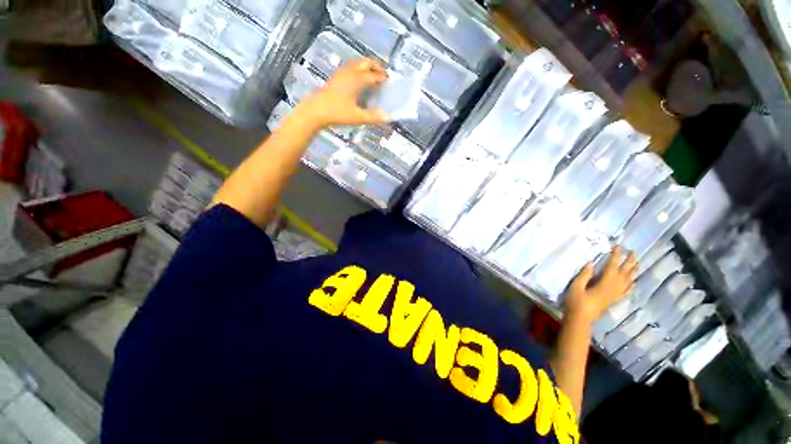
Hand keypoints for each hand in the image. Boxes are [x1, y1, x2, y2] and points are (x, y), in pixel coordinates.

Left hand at [298, 58, 388, 127]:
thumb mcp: (357, 117)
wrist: (316, 110)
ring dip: (368, 67)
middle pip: (366, 62)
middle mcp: (350, 72)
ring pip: (358, 63)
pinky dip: (359, 69)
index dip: (383, 78)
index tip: (390, 83)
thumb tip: (387, 117)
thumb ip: (373, 117)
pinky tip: (360, 79)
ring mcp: (342, 72)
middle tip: (383, 76)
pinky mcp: (337, 76)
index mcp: (357, 80)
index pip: (374, 75)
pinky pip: (351, 67)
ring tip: (373, 76)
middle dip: (377, 67)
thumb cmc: (338, 113)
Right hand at [564, 247, 637, 323]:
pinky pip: (626, 290)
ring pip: (628, 281)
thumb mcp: (576, 287)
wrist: (580, 319)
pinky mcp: (614, 300)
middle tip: (634, 252)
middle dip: (629, 262)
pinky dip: (631, 284)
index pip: (612, 267)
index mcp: (604, 284)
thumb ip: (584, 275)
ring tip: (636, 263)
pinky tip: (633, 281)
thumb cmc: (576, 302)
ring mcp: (615, 295)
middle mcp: (614, 288)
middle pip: (624, 273)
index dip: (615, 256)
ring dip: (633, 271)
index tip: (618, 247)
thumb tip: (591, 263)